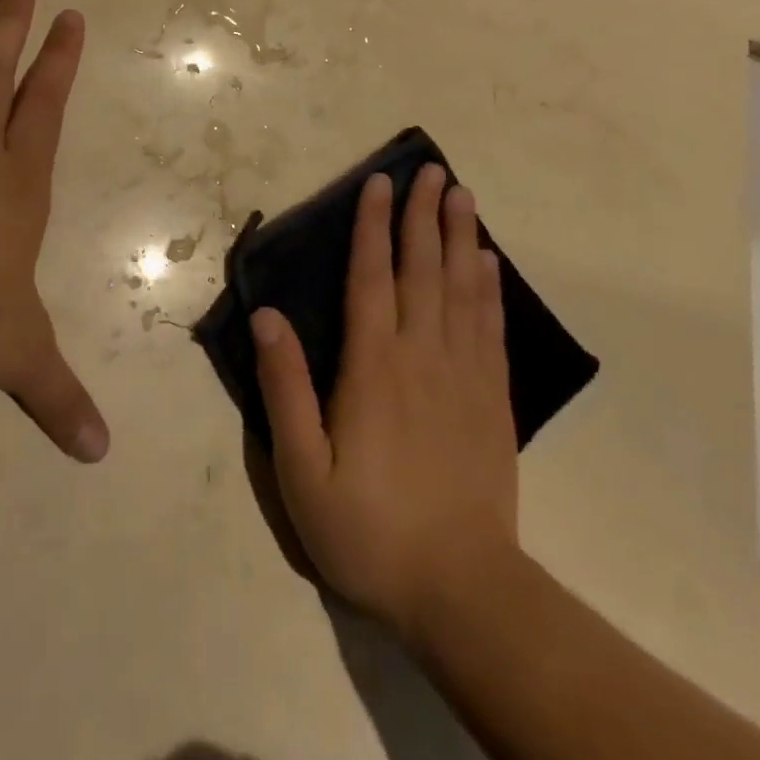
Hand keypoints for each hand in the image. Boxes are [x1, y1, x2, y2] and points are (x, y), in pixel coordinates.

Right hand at [251, 166, 520, 640]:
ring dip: (460, 237)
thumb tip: (267, 316)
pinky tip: (488, 264)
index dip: (372, 225)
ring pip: (463, 289)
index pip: (371, 277)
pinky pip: (491, 328)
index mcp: (373, 366)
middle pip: (423, 269)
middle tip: (433, 169)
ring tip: (462, 196)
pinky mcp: (493, 399)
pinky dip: (490, 289)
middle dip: (424, 215)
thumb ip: (284, 387)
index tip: (380, 182)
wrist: (461, 590)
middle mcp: (421, 355)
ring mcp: (464, 375)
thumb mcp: (302, 468)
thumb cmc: (368, 528)